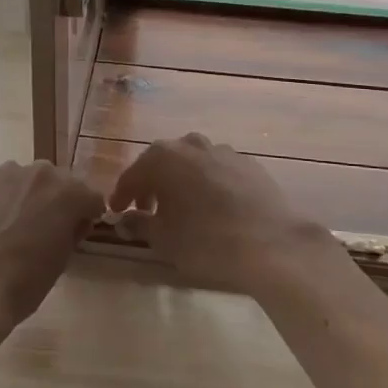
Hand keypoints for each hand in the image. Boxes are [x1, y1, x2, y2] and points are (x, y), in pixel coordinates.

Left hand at [0, 161, 102, 347]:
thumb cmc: (25, 283)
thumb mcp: (63, 260)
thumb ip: (72, 229)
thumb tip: (71, 221)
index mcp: (68, 193)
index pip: (89, 196)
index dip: (85, 214)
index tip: (76, 230)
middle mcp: (40, 172)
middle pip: (56, 182)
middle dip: (54, 201)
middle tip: (41, 229)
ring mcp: (4, 172)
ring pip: (24, 179)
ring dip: (24, 195)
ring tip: (9, 225)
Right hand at [109, 134, 335, 295]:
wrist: (271, 243)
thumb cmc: (205, 240)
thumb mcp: (163, 239)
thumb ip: (138, 225)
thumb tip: (122, 220)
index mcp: (162, 157)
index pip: (132, 175)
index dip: (121, 195)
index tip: (116, 212)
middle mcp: (190, 144)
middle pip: (162, 163)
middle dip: (151, 186)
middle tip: (147, 211)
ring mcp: (223, 151)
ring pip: (192, 164)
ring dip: (181, 182)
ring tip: (182, 209)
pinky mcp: (249, 164)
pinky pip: (217, 171)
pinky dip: (208, 185)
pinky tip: (213, 208)